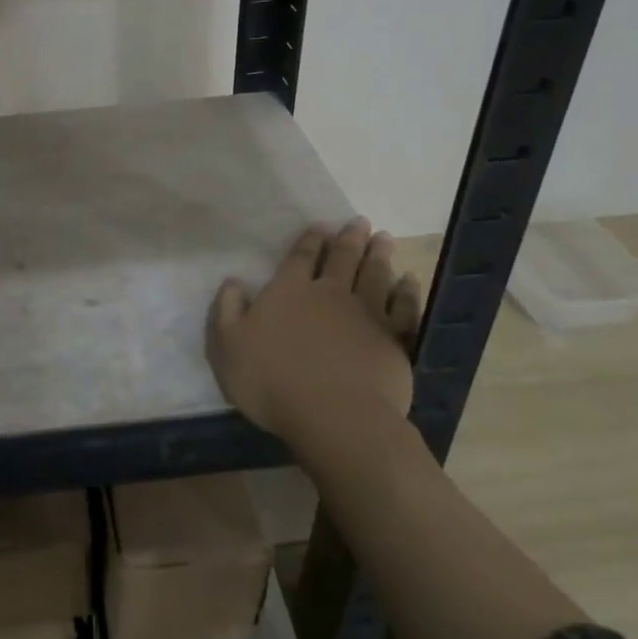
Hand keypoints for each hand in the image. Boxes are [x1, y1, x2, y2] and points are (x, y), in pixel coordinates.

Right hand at [207, 219, 422, 456]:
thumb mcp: (228, 347)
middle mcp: (329, 293)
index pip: (301, 257)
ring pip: (374, 274)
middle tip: (359, 222)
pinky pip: (403, 306)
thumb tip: (233, 282)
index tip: (321, 226)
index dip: (311, 239)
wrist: (335, 416)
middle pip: (342, 259)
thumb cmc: (273, 381)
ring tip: (384, 238)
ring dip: (379, 254)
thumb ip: (228, 310)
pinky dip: (407, 290)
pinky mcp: (393, 339)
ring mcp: (366, 314)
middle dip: (350, 238)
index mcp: (289, 292)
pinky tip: (410, 280)